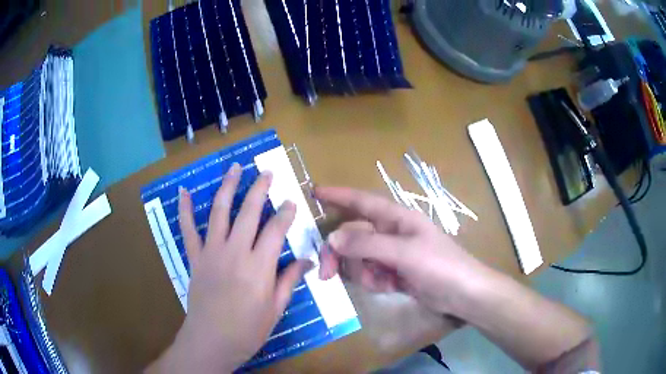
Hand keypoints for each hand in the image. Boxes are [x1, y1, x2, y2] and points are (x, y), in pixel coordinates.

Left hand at [148, 164, 310, 372]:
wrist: (211, 341)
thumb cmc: (248, 330)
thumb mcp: (275, 309)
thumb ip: (289, 281)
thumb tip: (307, 260)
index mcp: (258, 267)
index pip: (275, 230)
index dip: (285, 213)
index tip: (291, 201)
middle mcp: (234, 252)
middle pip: (248, 212)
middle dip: (259, 188)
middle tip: (267, 172)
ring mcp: (211, 252)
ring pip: (219, 212)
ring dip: (228, 187)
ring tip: (235, 168)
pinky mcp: (194, 257)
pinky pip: (188, 230)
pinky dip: (184, 209)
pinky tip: (184, 191)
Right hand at [316, 187, 485, 315]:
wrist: (462, 295)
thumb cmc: (439, 266)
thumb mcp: (403, 253)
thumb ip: (367, 245)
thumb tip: (332, 239)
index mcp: (397, 218)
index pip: (361, 201)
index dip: (337, 195)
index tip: (313, 192)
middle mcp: (392, 232)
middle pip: (353, 236)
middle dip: (340, 254)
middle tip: (325, 274)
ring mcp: (393, 254)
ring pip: (359, 258)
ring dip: (363, 272)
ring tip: (381, 282)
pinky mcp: (394, 272)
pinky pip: (370, 273)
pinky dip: (374, 282)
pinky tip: (390, 287)